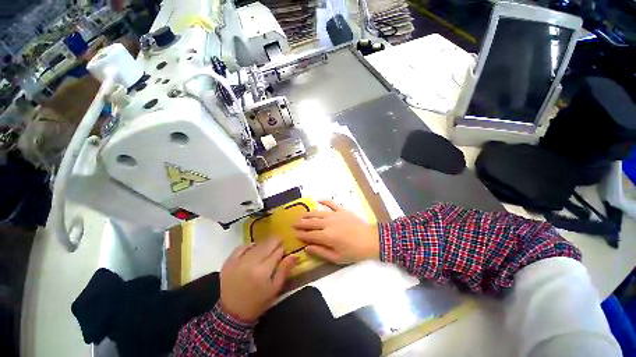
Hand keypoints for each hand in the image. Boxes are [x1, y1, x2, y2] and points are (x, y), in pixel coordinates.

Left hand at [220, 238, 296, 322]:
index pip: (277, 252)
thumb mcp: (275, 288)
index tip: (284, 250)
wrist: (232, 314)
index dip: (282, 249)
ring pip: (256, 245)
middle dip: (275, 242)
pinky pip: (241, 247)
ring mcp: (237, 261)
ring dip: (264, 244)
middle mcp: (250, 263)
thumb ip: (285, 270)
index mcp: (263, 271)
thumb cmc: (258, 302)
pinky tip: (253, 248)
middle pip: (267, 245)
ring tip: (267, 248)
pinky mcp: (228, 262)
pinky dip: (249, 246)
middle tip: (278, 244)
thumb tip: (295, 255)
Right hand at [293, 200, 378, 263]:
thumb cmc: (354, 251)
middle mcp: (328, 223)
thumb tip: (307, 248)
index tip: (294, 234)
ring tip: (301, 215)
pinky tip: (318, 199)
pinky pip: (331, 203)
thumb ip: (320, 252)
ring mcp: (335, 215)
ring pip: (318, 213)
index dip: (301, 234)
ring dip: (308, 214)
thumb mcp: (337, 257)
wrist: (370, 240)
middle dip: (301, 223)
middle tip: (293, 224)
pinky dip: (324, 200)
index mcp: (326, 236)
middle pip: (311, 222)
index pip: (309, 235)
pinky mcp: (342, 210)